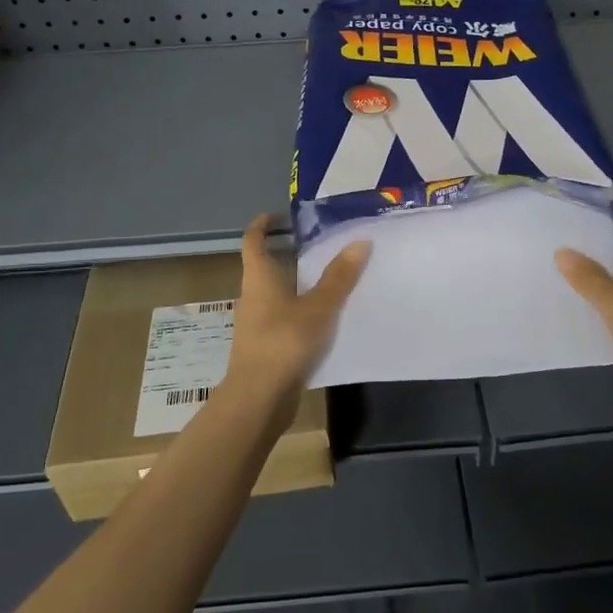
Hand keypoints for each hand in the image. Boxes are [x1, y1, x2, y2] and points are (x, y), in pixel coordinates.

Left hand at [226, 214, 369, 400]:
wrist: (259, 397)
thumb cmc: (284, 341)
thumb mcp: (319, 306)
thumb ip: (339, 276)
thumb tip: (360, 241)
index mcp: (259, 277)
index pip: (253, 240)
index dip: (263, 225)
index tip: (281, 215)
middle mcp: (253, 295)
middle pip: (267, 266)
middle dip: (291, 254)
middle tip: (323, 246)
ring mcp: (257, 323)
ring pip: (277, 294)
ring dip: (299, 284)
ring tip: (332, 279)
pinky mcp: (266, 346)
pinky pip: (285, 318)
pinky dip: (302, 311)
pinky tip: (327, 319)